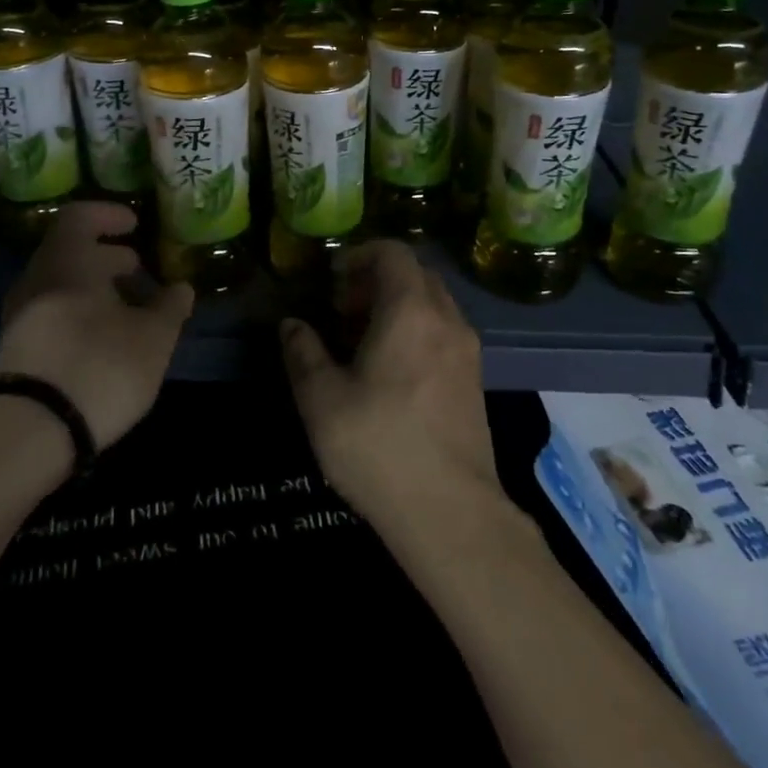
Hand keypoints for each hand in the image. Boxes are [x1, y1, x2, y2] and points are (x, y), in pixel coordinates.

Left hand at [0, 202, 193, 449]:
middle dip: (106, 257)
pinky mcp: (16, 349)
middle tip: (138, 270)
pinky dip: (78, 312)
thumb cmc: (100, 366)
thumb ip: (170, 307)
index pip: (79, 217)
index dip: (108, 215)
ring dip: (94, 289)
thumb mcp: (153, 338)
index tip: (134, 225)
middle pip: (69, 252)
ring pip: (60, 285)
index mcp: (66, 261)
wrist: (31, 431)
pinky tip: (103, 338)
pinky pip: (51, 312)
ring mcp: (20, 315)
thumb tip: (181, 288)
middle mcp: (37, 279)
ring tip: (128, 309)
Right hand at [279, 241, 497, 527]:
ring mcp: (467, 352)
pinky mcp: (475, 382)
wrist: (451, 514)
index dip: (360, 255)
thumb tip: (292, 324)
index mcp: (411, 312)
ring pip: (433, 304)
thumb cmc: (378, 446)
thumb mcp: (321, 399)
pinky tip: (389, 371)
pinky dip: (416, 330)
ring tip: (361, 341)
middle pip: (415, 275)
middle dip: (376, 280)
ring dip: (397, 306)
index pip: (394, 253)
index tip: (332, 279)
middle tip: (342, 309)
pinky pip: (443, 332)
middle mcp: (446, 321)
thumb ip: (303, 352)